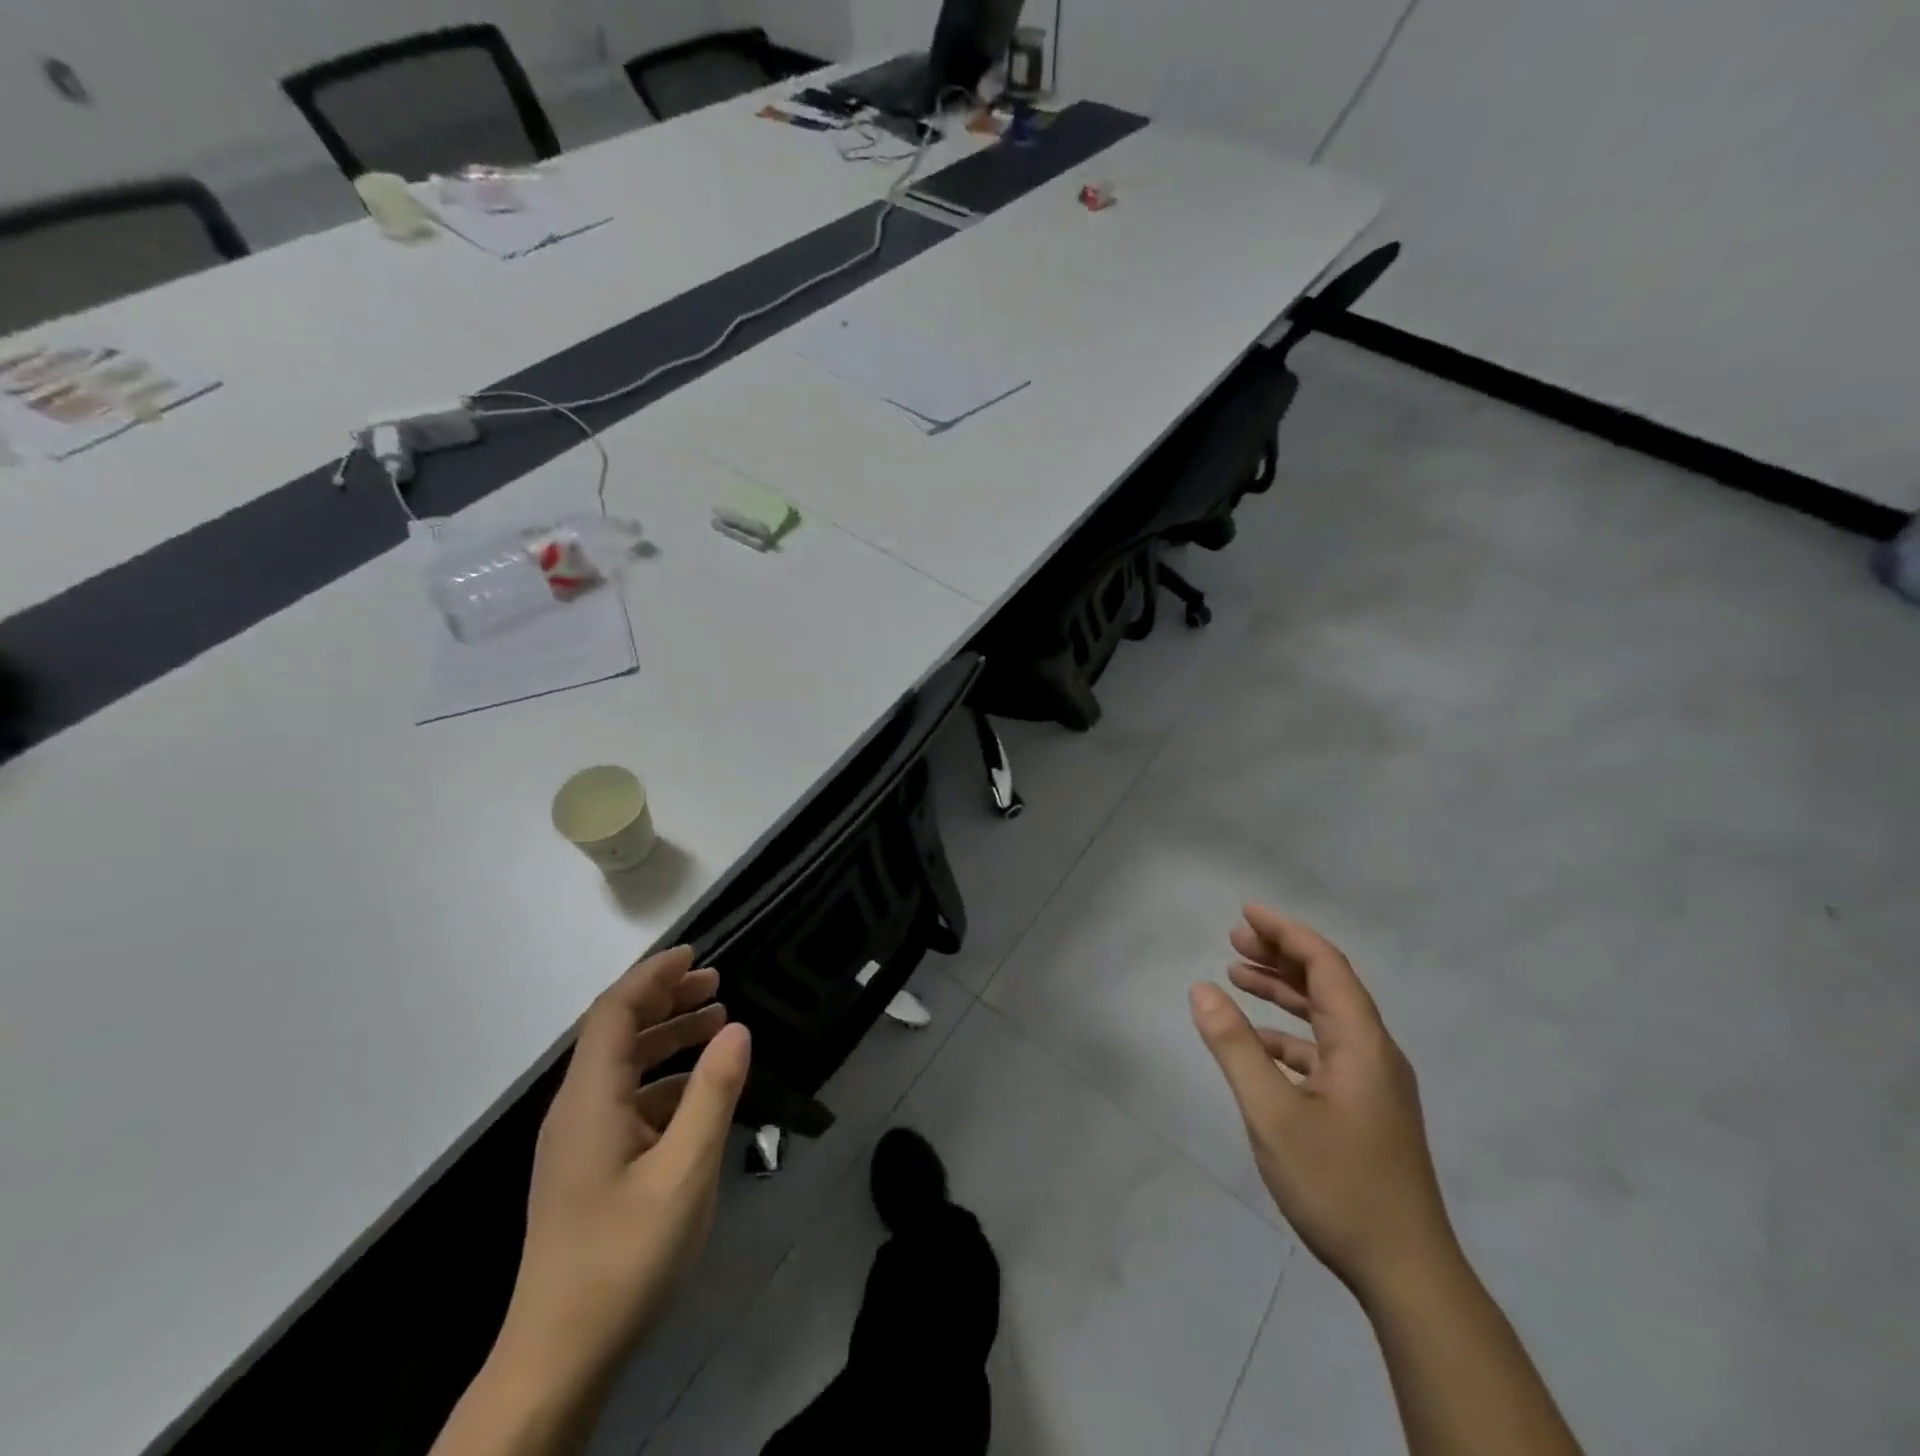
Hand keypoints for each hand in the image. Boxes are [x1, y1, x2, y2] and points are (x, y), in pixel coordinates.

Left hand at [497, 945, 750, 1389]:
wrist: (557, 1358)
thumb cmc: (623, 1257)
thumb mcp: (685, 1171)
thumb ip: (713, 1093)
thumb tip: (737, 1029)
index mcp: (589, 1100)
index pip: (613, 1012)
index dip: (652, 976)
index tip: (695, 954)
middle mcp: (576, 1110)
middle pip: (616, 1032)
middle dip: (665, 999)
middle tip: (717, 984)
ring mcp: (577, 1141)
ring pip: (622, 1066)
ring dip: (667, 1037)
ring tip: (717, 1024)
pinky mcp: (586, 1168)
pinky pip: (625, 1100)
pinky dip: (663, 1080)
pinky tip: (698, 1093)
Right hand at [1190, 907, 1456, 1304]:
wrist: (1407, 1275)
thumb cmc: (1339, 1185)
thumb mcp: (1273, 1113)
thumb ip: (1235, 1047)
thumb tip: (1201, 990)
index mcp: (1362, 1043)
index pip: (1325, 965)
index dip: (1286, 932)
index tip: (1246, 913)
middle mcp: (1374, 1053)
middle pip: (1328, 985)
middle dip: (1280, 956)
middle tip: (1233, 941)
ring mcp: (1374, 1084)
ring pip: (1325, 1018)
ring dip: (1283, 993)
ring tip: (1236, 977)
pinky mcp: (1367, 1110)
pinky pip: (1325, 1050)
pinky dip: (1289, 1034)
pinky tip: (1258, 1044)